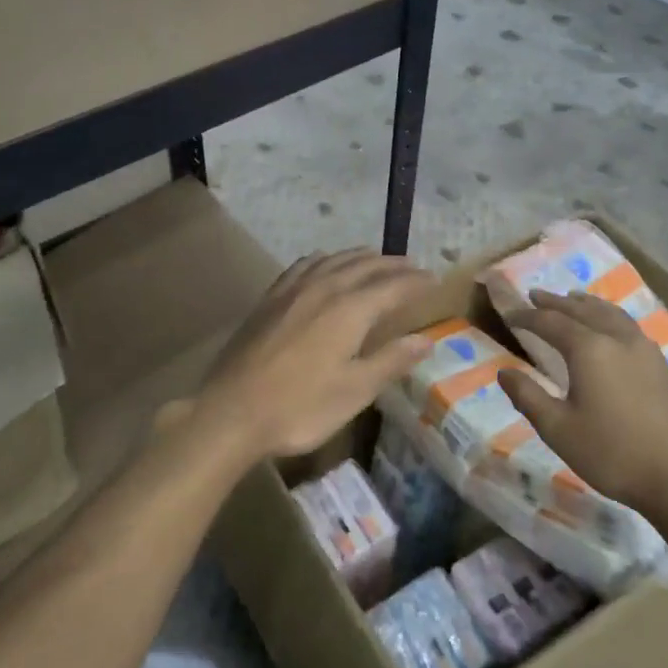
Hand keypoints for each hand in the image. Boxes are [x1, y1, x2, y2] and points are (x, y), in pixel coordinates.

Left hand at [190, 249, 434, 461]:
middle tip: (413, 266)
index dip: (416, 282)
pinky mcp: (270, 299)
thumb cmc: (300, 406)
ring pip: (334, 260)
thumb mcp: (355, 391)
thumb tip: (426, 339)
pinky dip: (323, 259)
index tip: (435, 280)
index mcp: (350, 310)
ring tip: (375, 259)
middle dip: (392, 265)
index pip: (393, 286)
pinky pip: (303, 265)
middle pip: (365, 266)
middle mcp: (324, 288)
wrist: (232, 411)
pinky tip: (323, 264)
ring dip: (359, 257)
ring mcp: (293, 290)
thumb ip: (391, 360)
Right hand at [497, 290, 667, 516]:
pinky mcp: (662, 365)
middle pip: (582, 310)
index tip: (509, 315)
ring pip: (610, 313)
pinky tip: (610, 328)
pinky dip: (609, 315)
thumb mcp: (558, 429)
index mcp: (589, 349)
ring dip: (586, 304)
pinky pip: (628, 325)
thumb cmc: (613, 454)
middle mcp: (617, 339)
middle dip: (556, 302)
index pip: (550, 322)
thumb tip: (503, 372)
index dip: (527, 316)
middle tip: (535, 295)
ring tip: (573, 299)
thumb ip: (528, 396)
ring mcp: (645, 350)